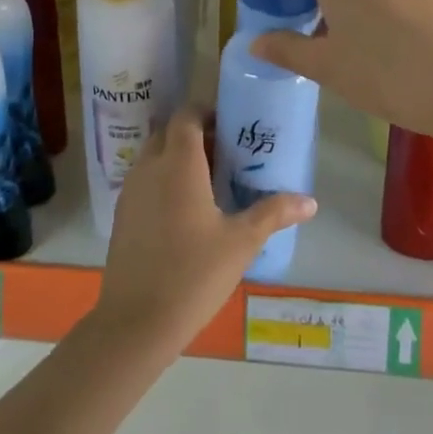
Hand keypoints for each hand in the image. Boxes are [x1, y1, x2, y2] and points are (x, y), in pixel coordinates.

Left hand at [91, 108, 315, 355]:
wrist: (136, 321)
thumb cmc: (194, 274)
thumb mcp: (241, 242)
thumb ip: (273, 213)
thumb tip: (310, 201)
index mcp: (179, 164)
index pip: (186, 115)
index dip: (207, 112)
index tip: (231, 126)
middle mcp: (149, 167)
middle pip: (169, 132)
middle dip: (194, 134)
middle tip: (225, 153)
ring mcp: (130, 191)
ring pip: (154, 156)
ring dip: (177, 157)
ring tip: (209, 181)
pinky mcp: (122, 214)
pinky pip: (144, 180)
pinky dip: (162, 180)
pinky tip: (185, 210)